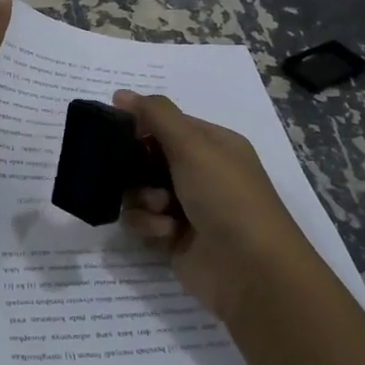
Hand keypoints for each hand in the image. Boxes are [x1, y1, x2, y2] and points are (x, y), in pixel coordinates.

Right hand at [114, 90, 317, 322]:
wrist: (251, 270)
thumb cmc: (226, 196)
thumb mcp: (193, 146)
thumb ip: (156, 116)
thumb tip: (121, 93)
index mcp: (212, 144)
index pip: (166, 123)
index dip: (139, 125)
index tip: (113, 129)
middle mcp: (200, 172)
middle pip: (147, 157)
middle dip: (135, 166)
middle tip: (128, 171)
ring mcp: (186, 207)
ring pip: (138, 190)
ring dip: (142, 198)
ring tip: (160, 208)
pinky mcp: (172, 238)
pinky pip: (142, 221)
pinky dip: (148, 225)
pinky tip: (165, 233)